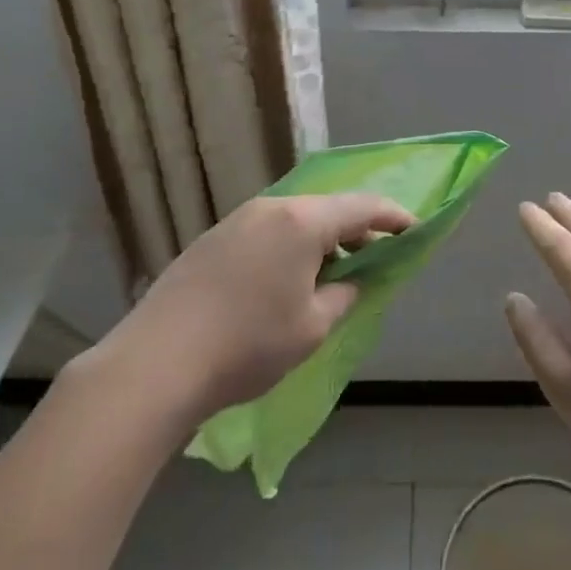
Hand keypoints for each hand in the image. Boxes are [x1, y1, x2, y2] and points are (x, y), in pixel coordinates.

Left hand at [85, 193, 413, 424]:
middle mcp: (271, 207)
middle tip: (376, 256)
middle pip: (327, 208)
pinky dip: (290, 246)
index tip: (414, 228)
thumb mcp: (312, 328)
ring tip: (332, 273)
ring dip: (321, 240)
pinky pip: (267, 231)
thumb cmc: (248, 345)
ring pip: (295, 219)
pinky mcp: (213, 239)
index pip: (362, 206)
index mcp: (303, 221)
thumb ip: (343, 296)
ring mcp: (237, 220)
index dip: (393, 216)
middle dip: (356, 230)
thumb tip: (351, 280)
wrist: (157, 362)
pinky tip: (286, 280)